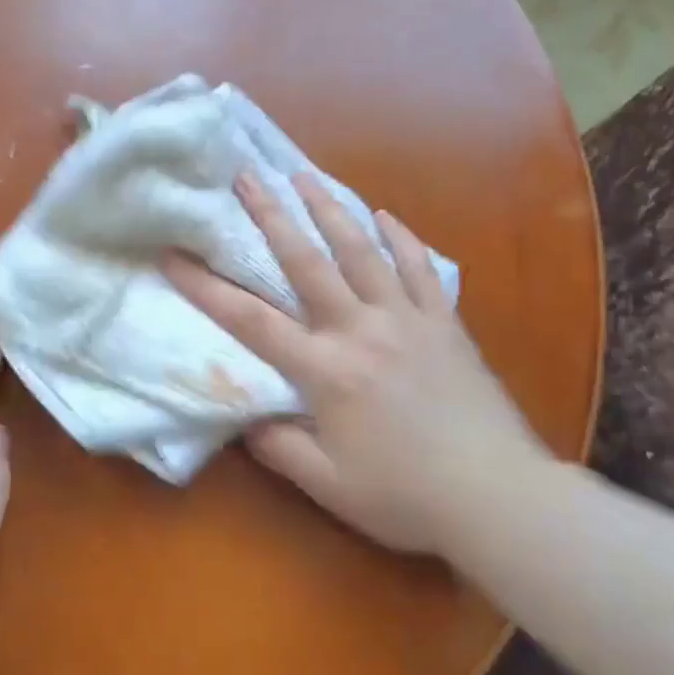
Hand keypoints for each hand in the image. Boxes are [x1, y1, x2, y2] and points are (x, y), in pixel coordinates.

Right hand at [164, 173, 542, 556]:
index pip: (251, 320)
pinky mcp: (445, 324)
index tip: (173, 255)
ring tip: (305, 176)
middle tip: (247, 177)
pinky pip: (420, 269)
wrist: (500, 499)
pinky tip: (386, 216)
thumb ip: (280, 447)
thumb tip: (247, 419)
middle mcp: (361, 330)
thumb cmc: (406, 498)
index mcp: (326, 370)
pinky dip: (401, 239)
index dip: (205, 287)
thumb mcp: (329, 486)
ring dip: (331, 209)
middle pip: (307, 262)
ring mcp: (407, 320)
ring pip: (362, 251)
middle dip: (271, 216)